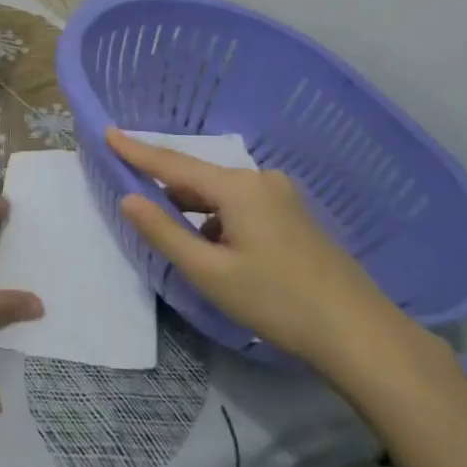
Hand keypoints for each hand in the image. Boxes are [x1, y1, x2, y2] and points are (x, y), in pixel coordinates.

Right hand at [107, 128, 409, 373]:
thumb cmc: (276, 300)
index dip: (138, 151)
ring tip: (172, 233)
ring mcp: (281, 197)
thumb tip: (129, 198)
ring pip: (220, 195)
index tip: (108, 133)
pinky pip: (241, 207)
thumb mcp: (210, 272)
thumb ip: (164, 232)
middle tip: (132, 195)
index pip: (174, 164)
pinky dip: (217, 220)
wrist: (358, 333)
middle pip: (198, 178)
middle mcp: (259, 180)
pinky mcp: (293, 217)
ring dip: (193, 209)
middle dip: (165, 187)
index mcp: (237, 187)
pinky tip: (214, 250)